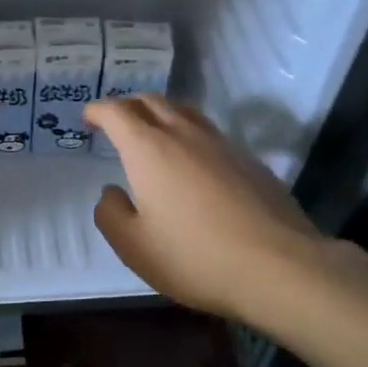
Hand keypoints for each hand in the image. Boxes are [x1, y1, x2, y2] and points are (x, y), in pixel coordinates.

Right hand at [85, 96, 325, 322]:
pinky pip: (211, 134)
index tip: (88, 118)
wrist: (279, 265)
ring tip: (154, 136)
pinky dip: (191, 136)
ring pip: (185, 112)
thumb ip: (111, 214)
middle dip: (129, 106)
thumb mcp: (134, 246)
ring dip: (162, 115)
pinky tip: (194, 164)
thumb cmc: (194, 256)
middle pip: (152, 101)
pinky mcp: (249, 160)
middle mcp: (184, 135)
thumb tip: (112, 193)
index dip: (98, 111)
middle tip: (117, 124)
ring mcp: (222, 144)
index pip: (117, 112)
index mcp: (149, 149)